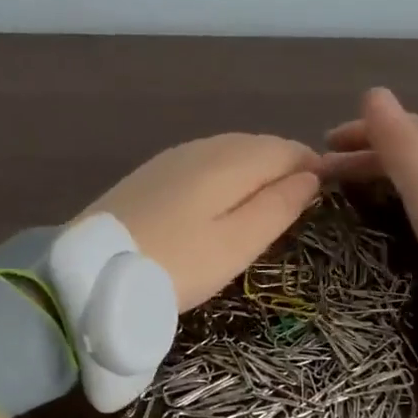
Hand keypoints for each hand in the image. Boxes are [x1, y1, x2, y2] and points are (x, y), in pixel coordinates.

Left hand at [78, 134, 322, 310]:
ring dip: (254, 169)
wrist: (92, 272)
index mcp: (231, 160)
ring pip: (229, 151)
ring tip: (264, 205)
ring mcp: (173, 157)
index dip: (312, 166)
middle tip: (298, 202)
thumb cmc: (176, 265)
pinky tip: (220, 202)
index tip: (326, 193)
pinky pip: (203, 162)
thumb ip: (279, 206)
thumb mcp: (237, 244)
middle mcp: (204, 146)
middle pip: (258, 145)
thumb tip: (311, 176)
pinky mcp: (151, 173)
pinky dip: (224, 175)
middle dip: (284, 165)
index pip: (286, 148)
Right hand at [318, 88, 417, 328]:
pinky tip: (403, 214)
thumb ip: (401, 147)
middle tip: (327, 173)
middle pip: (415, 150)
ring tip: (355, 190)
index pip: (405, 127)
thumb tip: (373, 92)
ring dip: (386, 173)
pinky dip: (405, 195)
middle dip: (369, 153)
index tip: (324, 144)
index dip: (364, 130)